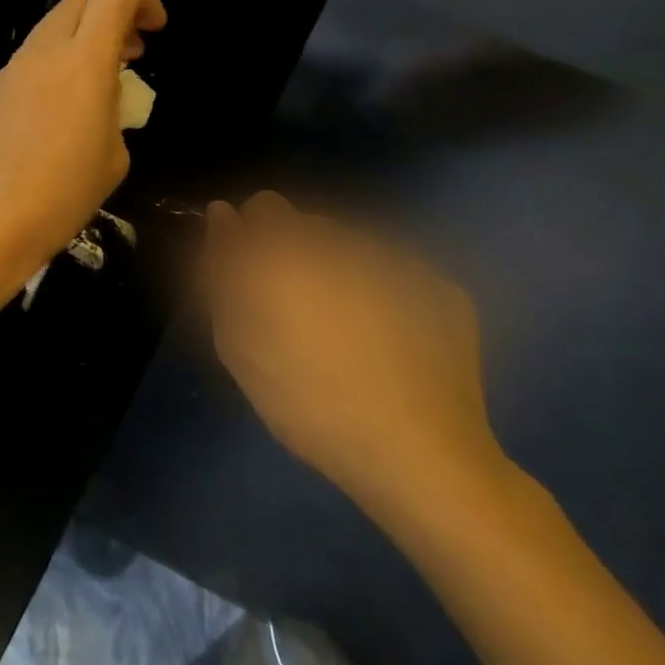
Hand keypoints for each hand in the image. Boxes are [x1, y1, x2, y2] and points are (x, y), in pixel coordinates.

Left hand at [0, 0, 165, 316]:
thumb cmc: (60, 197)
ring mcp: (12, 70)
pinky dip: (57, 64)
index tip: (155, 31)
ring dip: (83, 40)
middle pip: (80, 0)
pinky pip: (33, 59)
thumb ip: (115, 112)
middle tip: (131, 55)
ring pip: (52, 28)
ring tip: (102, 85)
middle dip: (112, 15)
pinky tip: (65, 109)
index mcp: (83, 62)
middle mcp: (44, 53)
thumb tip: (103, 99)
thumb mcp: (113, 158)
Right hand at [202, 192, 512, 520]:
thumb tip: (222, 216)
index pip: (262, 208)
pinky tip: (389, 343)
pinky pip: (395, 275)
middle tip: (297, 313)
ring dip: (339, 272)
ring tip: (345, 331)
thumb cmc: (305, 402)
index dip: (253, 241)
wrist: (418, 456)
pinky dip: (384, 295)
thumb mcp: (236, 343)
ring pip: (352, 247)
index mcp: (288, 250)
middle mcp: (344, 241)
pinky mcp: (442, 288)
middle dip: (295, 254)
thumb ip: (221, 270)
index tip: (254, 281)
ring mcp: (400, 261)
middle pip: (308, 224)